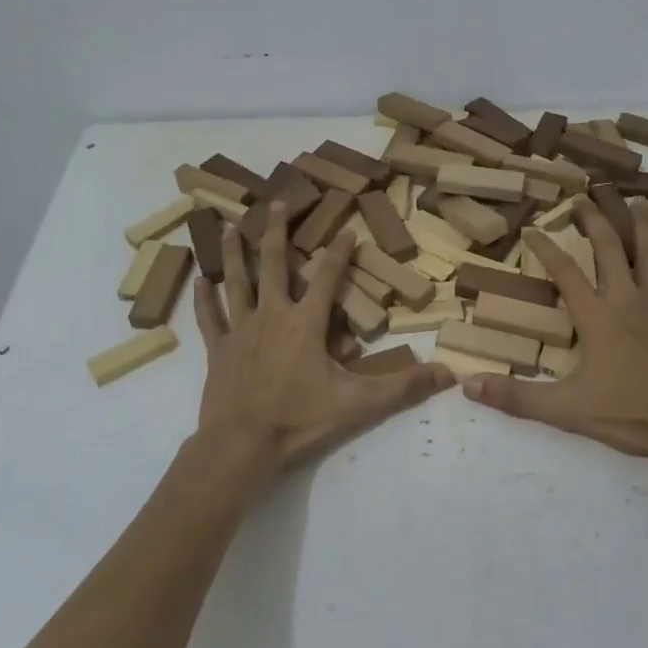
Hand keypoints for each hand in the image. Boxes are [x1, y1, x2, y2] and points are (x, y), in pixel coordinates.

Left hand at [192, 203, 452, 478]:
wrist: (241, 446)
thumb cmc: (300, 420)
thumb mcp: (358, 404)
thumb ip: (403, 387)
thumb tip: (448, 373)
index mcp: (305, 323)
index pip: (327, 277)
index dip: (339, 251)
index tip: (347, 228)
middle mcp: (271, 315)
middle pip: (272, 263)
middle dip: (276, 230)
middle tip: (276, 201)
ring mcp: (240, 330)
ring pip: (236, 281)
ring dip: (232, 252)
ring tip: (225, 225)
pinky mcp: (217, 350)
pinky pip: (208, 318)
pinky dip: (203, 298)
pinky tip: (198, 280)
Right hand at [461, 196, 647, 473]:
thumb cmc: (629, 415)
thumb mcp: (566, 410)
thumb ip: (516, 397)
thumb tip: (468, 384)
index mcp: (597, 316)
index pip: (565, 272)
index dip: (546, 248)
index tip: (532, 229)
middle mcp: (628, 300)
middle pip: (611, 248)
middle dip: (595, 220)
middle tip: (584, 198)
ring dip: (643, 229)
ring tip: (638, 206)